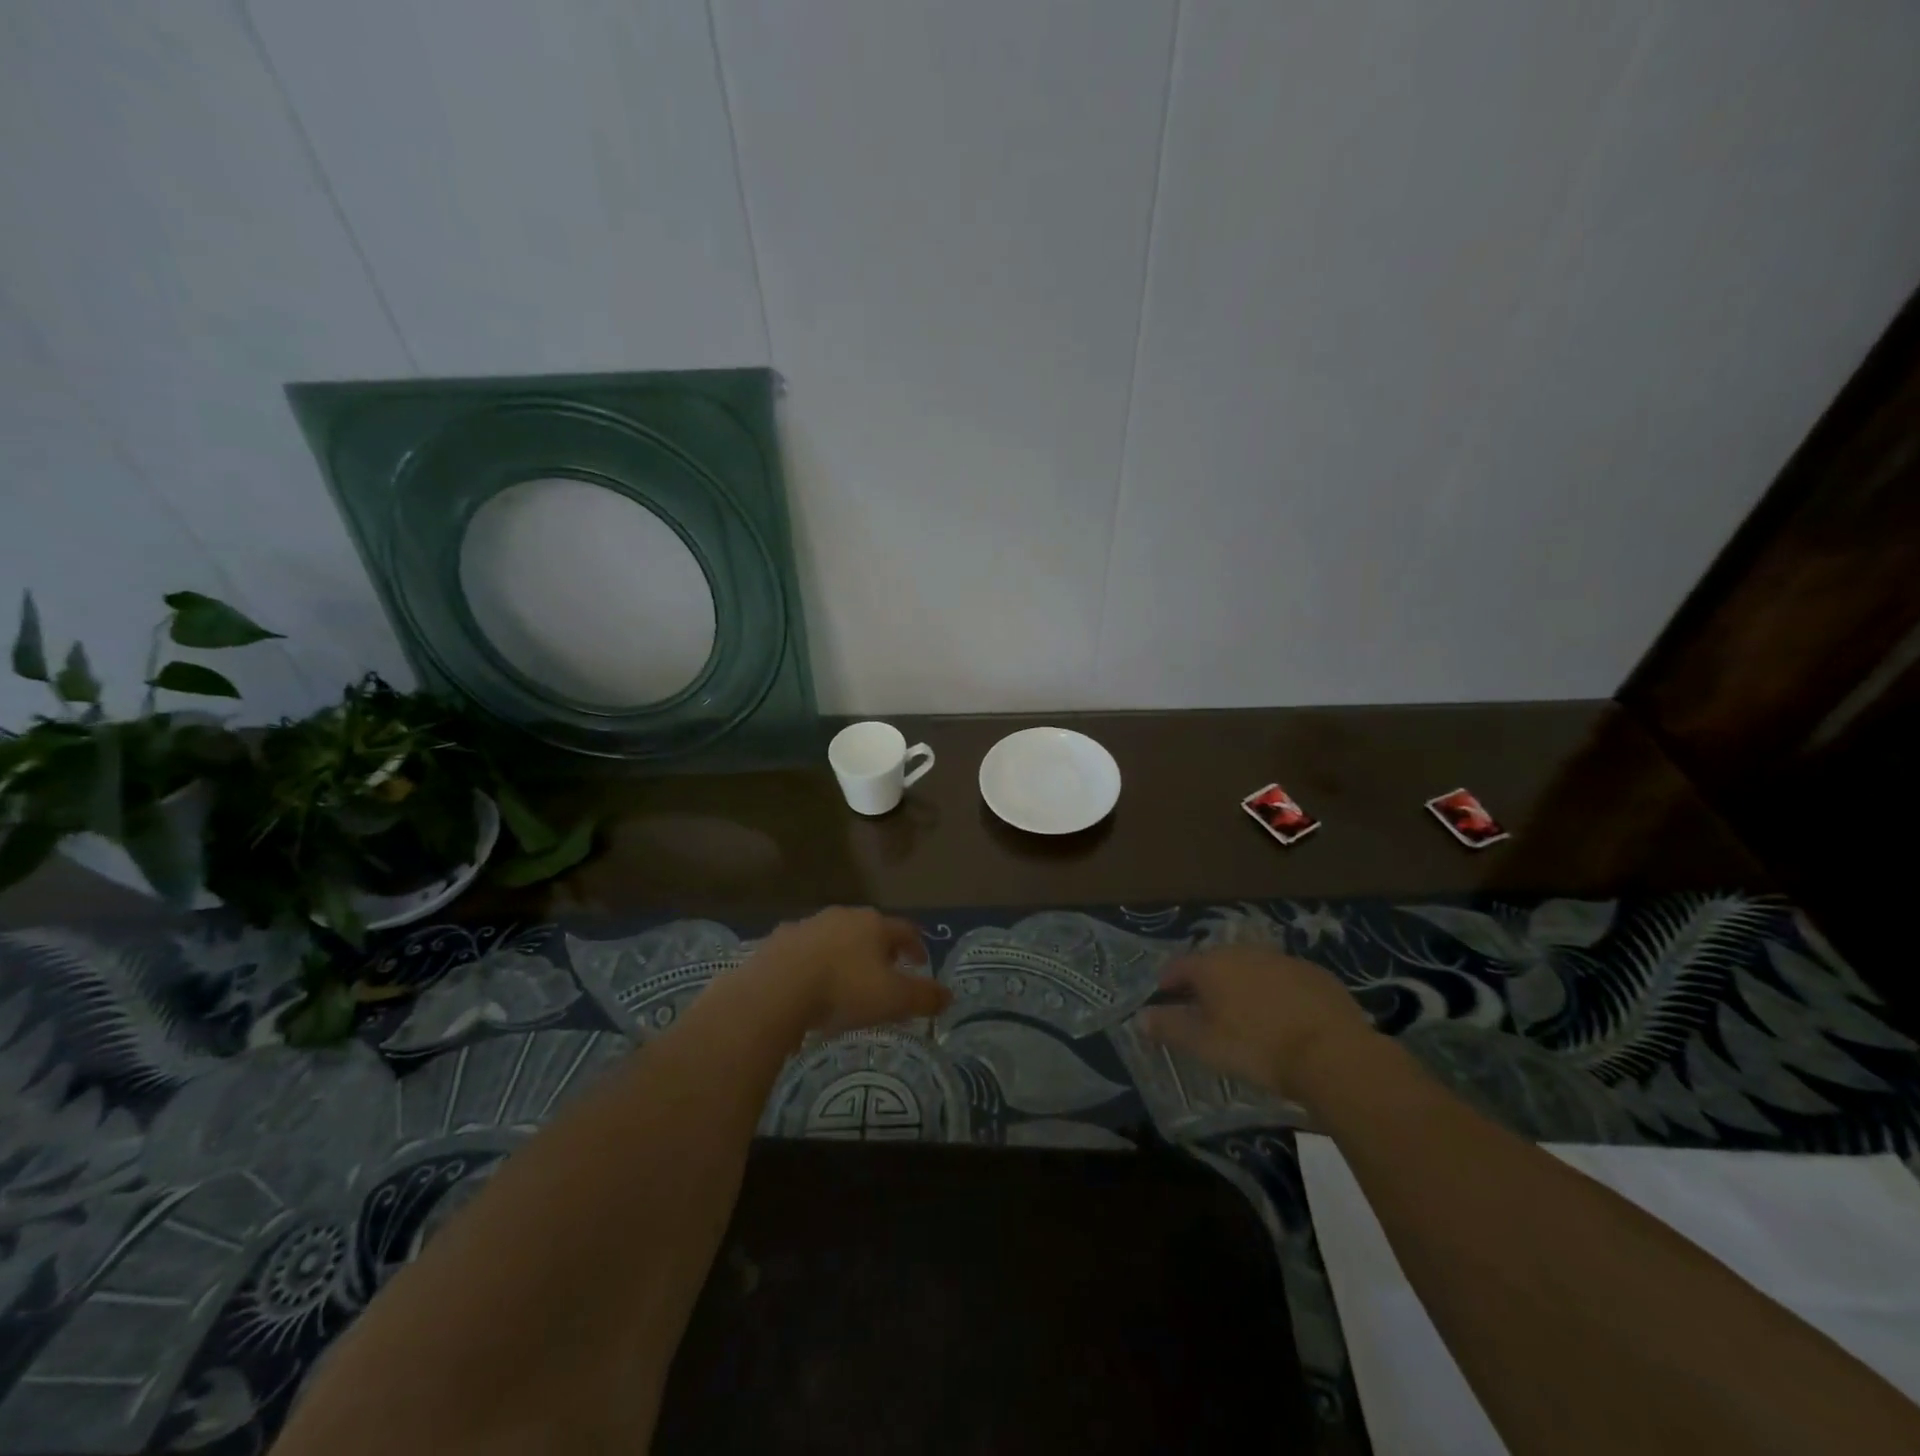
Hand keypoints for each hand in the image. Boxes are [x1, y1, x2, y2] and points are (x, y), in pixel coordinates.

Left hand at [747, 906, 951, 1035]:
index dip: (917, 947)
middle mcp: (843, 916)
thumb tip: (949, 996)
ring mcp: (808, 925)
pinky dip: (812, 963)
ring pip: (835, 937)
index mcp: (874, 924)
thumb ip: (924, 997)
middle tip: (885, 971)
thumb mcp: (894, 999)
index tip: (920, 963)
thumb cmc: (844, 990)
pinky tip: (809, 985)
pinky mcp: (779, 940)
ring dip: (844, 954)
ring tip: (845, 980)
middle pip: (869, 929)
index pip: (906, 930)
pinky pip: (804, 950)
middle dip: (879, 948)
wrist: (776, 990)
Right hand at [1138, 945, 1375, 1100]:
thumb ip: (1169, 1027)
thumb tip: (1139, 1018)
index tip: (1165, 997)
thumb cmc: (1257, 1048)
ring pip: (1252, 969)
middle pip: (1216, 963)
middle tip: (1204, 1009)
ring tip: (1244, 1015)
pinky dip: (1277, 993)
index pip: (1179, 965)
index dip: (1168, 981)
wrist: (1334, 1055)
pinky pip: (1285, 980)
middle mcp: (1245, 952)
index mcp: (1213, 965)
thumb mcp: (1204, 1045)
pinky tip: (1283, 1019)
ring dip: (1243, 986)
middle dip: (1206, 983)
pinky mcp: (1317, 975)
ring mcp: (1284, 960)